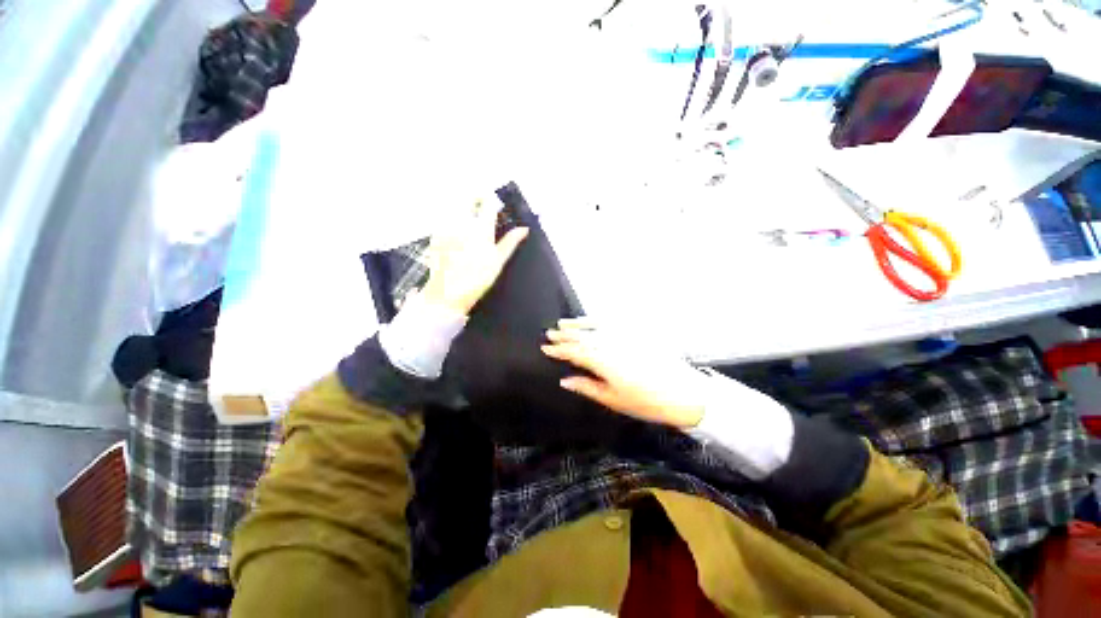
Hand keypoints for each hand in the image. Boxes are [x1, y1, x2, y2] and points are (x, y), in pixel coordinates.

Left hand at [420, 198, 528, 315]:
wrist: (447, 293)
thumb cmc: (477, 279)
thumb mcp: (498, 261)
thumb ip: (511, 242)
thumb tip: (524, 229)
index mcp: (480, 228)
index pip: (488, 202)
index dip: (493, 200)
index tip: (497, 207)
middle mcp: (461, 222)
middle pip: (468, 196)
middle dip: (477, 197)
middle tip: (483, 206)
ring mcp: (445, 226)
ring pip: (454, 203)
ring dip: (464, 204)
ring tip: (471, 217)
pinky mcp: (435, 233)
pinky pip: (443, 216)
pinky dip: (452, 215)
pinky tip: (457, 229)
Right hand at [541, 319, 706, 428]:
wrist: (683, 393)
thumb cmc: (646, 402)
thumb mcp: (612, 399)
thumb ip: (587, 387)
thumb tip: (565, 380)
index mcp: (603, 362)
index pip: (575, 352)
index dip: (559, 350)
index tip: (546, 348)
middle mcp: (611, 345)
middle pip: (583, 337)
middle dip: (565, 335)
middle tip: (550, 333)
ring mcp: (624, 337)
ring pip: (595, 327)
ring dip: (578, 324)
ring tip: (564, 323)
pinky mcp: (635, 335)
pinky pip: (611, 324)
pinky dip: (598, 321)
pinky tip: (592, 321)